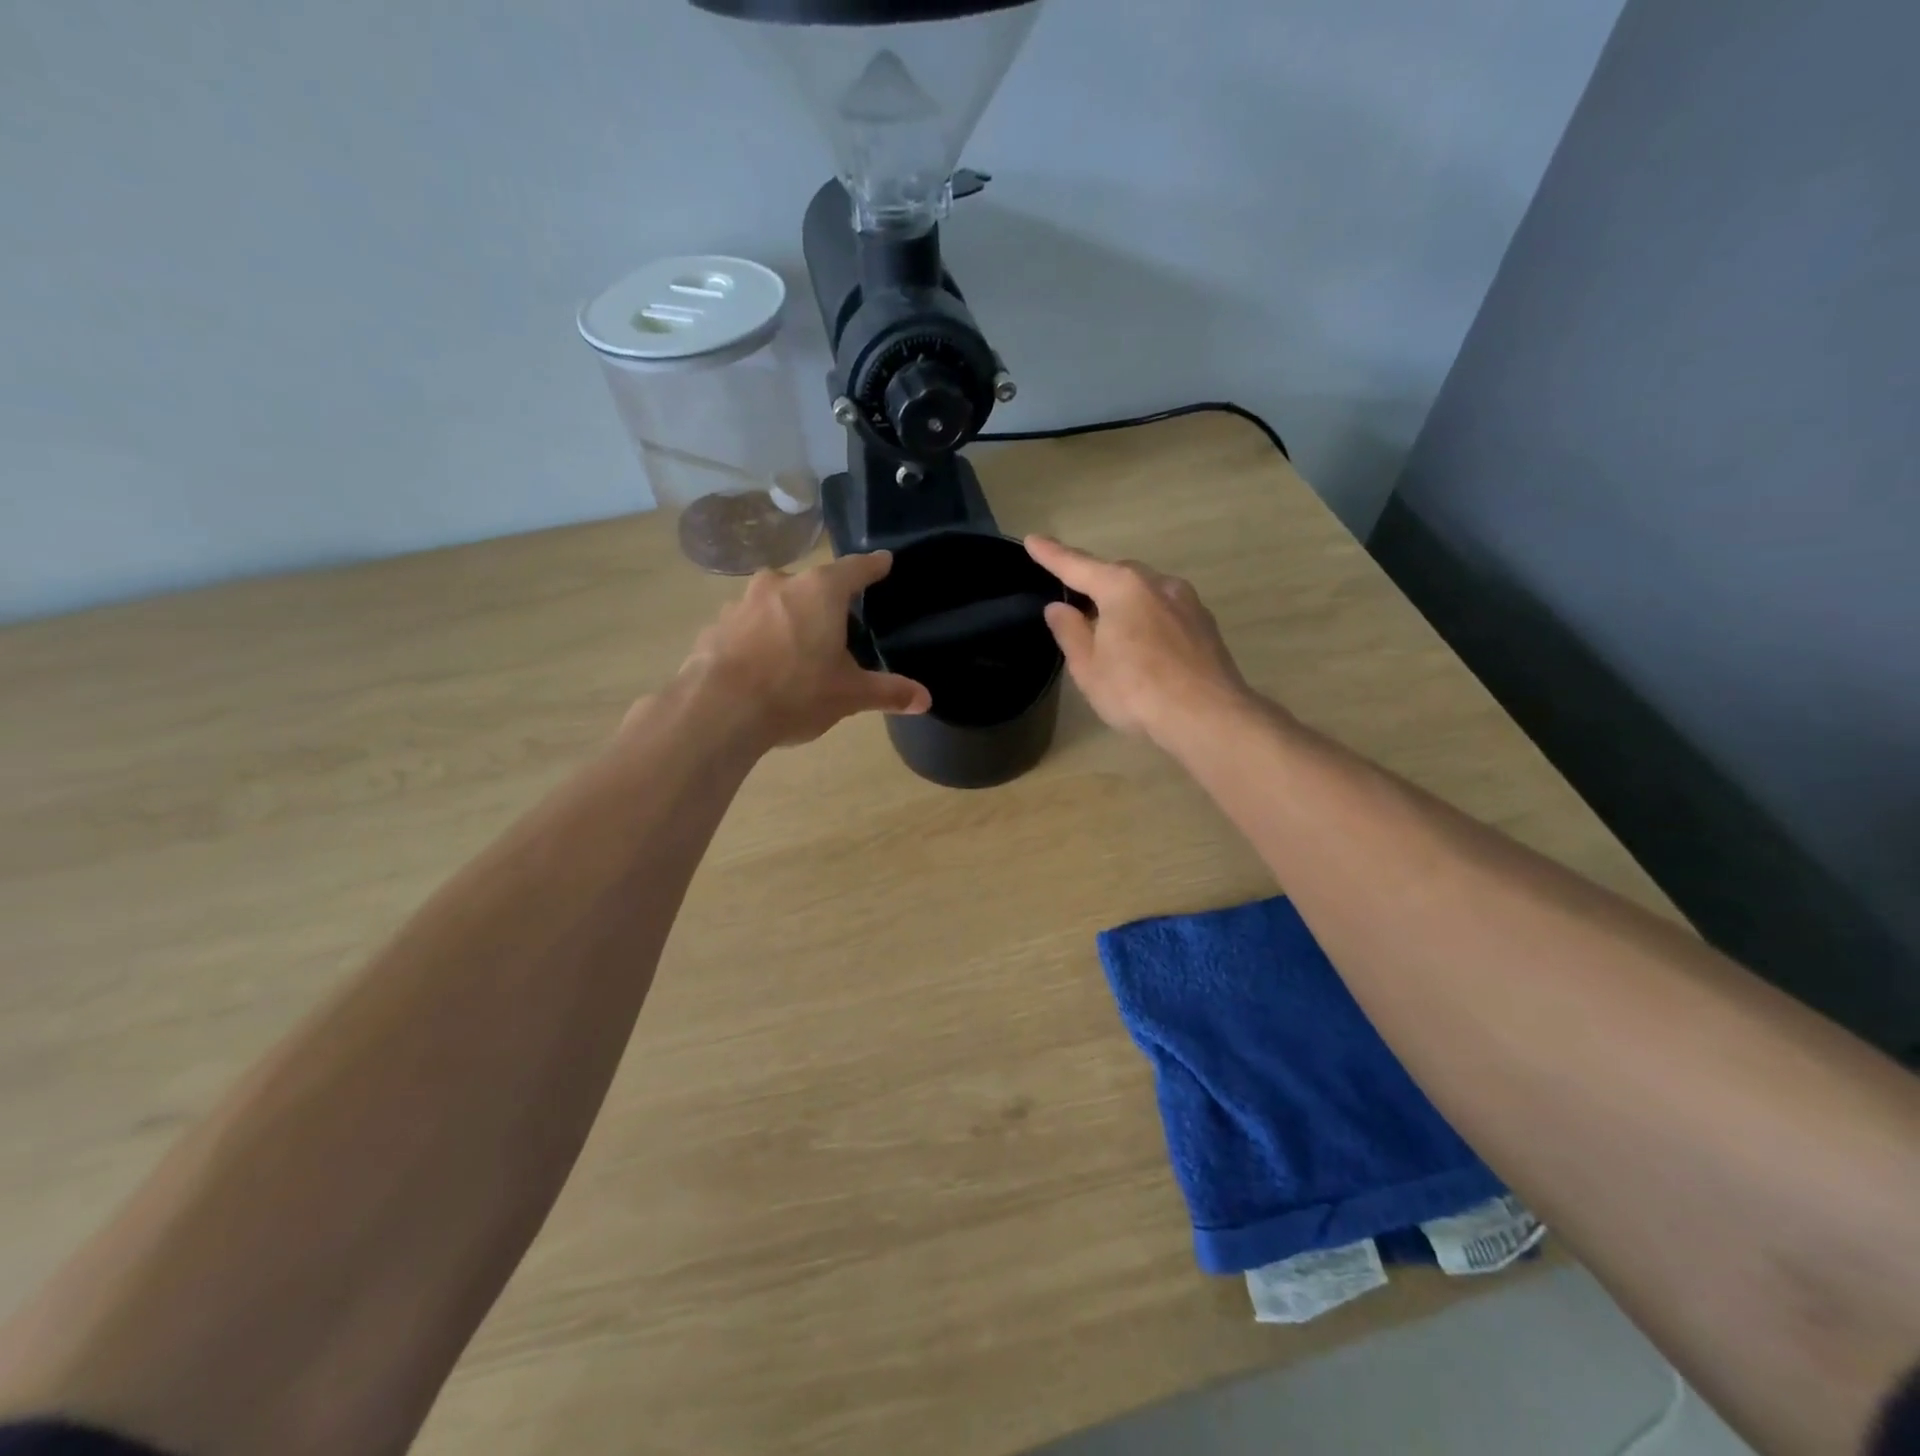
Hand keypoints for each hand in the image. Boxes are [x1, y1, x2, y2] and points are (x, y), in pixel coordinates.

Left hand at [671, 553, 931, 747]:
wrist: (718, 709)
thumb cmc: (796, 692)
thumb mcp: (849, 695)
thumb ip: (888, 692)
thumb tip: (925, 699)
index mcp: (820, 591)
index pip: (856, 569)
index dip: (873, 567)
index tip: (884, 561)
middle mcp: (781, 584)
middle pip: (812, 586)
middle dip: (825, 602)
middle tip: (838, 628)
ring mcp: (742, 602)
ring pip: (776, 603)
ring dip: (788, 619)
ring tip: (797, 652)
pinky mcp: (716, 625)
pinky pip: (748, 626)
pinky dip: (759, 639)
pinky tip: (762, 667)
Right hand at [1025, 536, 1252, 742]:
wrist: (1207, 716)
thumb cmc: (1136, 690)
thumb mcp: (1088, 666)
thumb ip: (1070, 631)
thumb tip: (1059, 608)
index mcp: (1122, 587)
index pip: (1077, 565)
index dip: (1051, 555)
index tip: (1033, 540)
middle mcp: (1157, 583)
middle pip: (1116, 576)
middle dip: (1094, 585)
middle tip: (1076, 609)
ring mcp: (1187, 602)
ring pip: (1145, 593)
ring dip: (1125, 605)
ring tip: (1112, 635)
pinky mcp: (1205, 625)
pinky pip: (1165, 612)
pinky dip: (1148, 621)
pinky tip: (1145, 649)